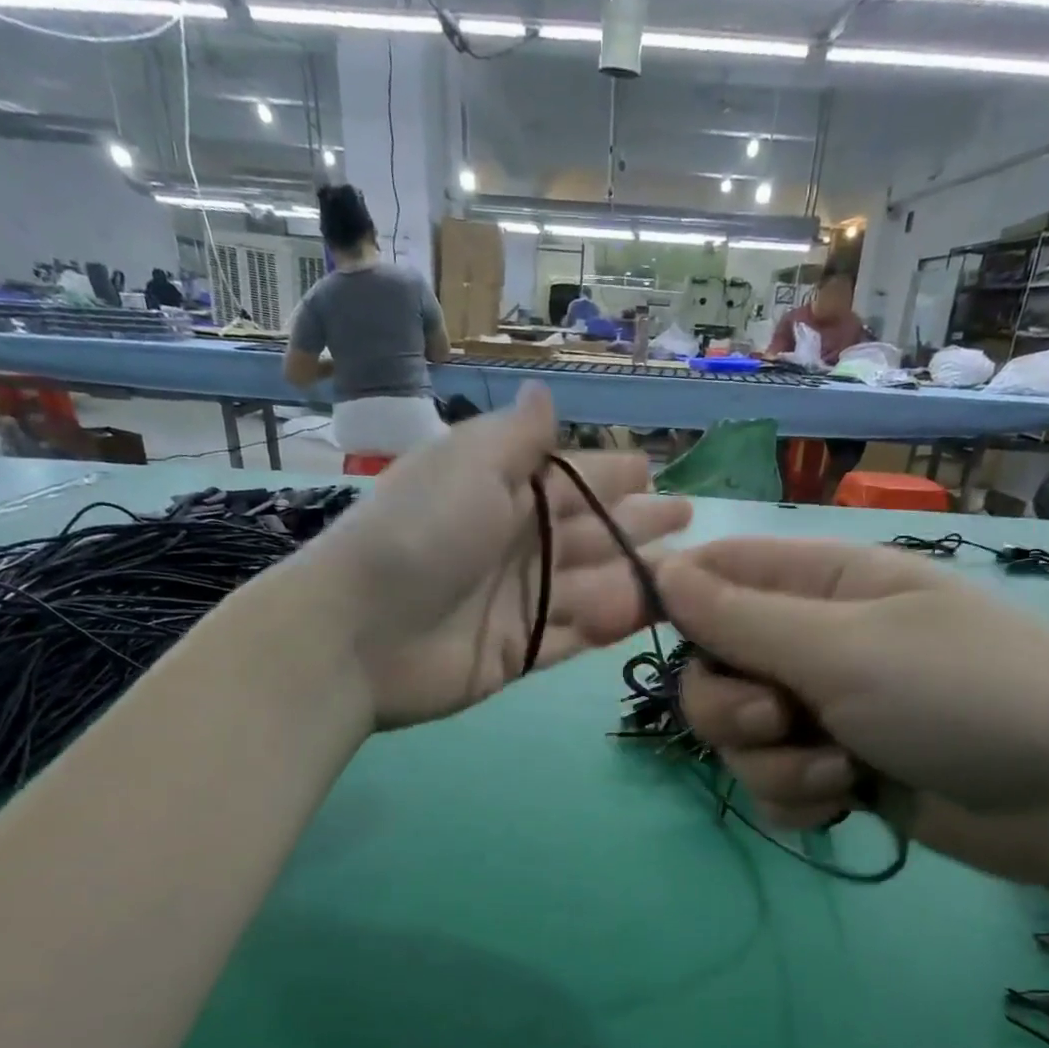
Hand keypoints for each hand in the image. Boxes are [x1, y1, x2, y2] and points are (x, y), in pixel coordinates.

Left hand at [304, 383, 690, 727]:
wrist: (360, 633)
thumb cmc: (420, 534)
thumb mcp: (470, 466)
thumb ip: (516, 438)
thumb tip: (545, 396)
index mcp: (499, 492)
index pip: (568, 479)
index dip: (609, 475)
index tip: (650, 472)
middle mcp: (513, 544)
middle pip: (588, 533)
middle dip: (635, 525)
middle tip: (685, 518)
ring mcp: (517, 602)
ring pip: (590, 586)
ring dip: (635, 576)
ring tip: (688, 573)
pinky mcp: (517, 651)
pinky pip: (574, 637)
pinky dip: (607, 626)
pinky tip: (647, 614)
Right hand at [659, 538, 1048, 889]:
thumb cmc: (966, 695)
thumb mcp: (844, 650)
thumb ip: (742, 618)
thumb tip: (661, 571)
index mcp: (820, 586)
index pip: (716, 575)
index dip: (671, 601)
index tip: (639, 638)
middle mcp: (814, 643)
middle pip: (713, 668)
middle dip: (727, 707)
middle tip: (775, 720)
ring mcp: (826, 710)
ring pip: (739, 738)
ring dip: (771, 763)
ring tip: (836, 773)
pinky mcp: (839, 771)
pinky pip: (774, 784)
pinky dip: (798, 799)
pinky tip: (844, 804)